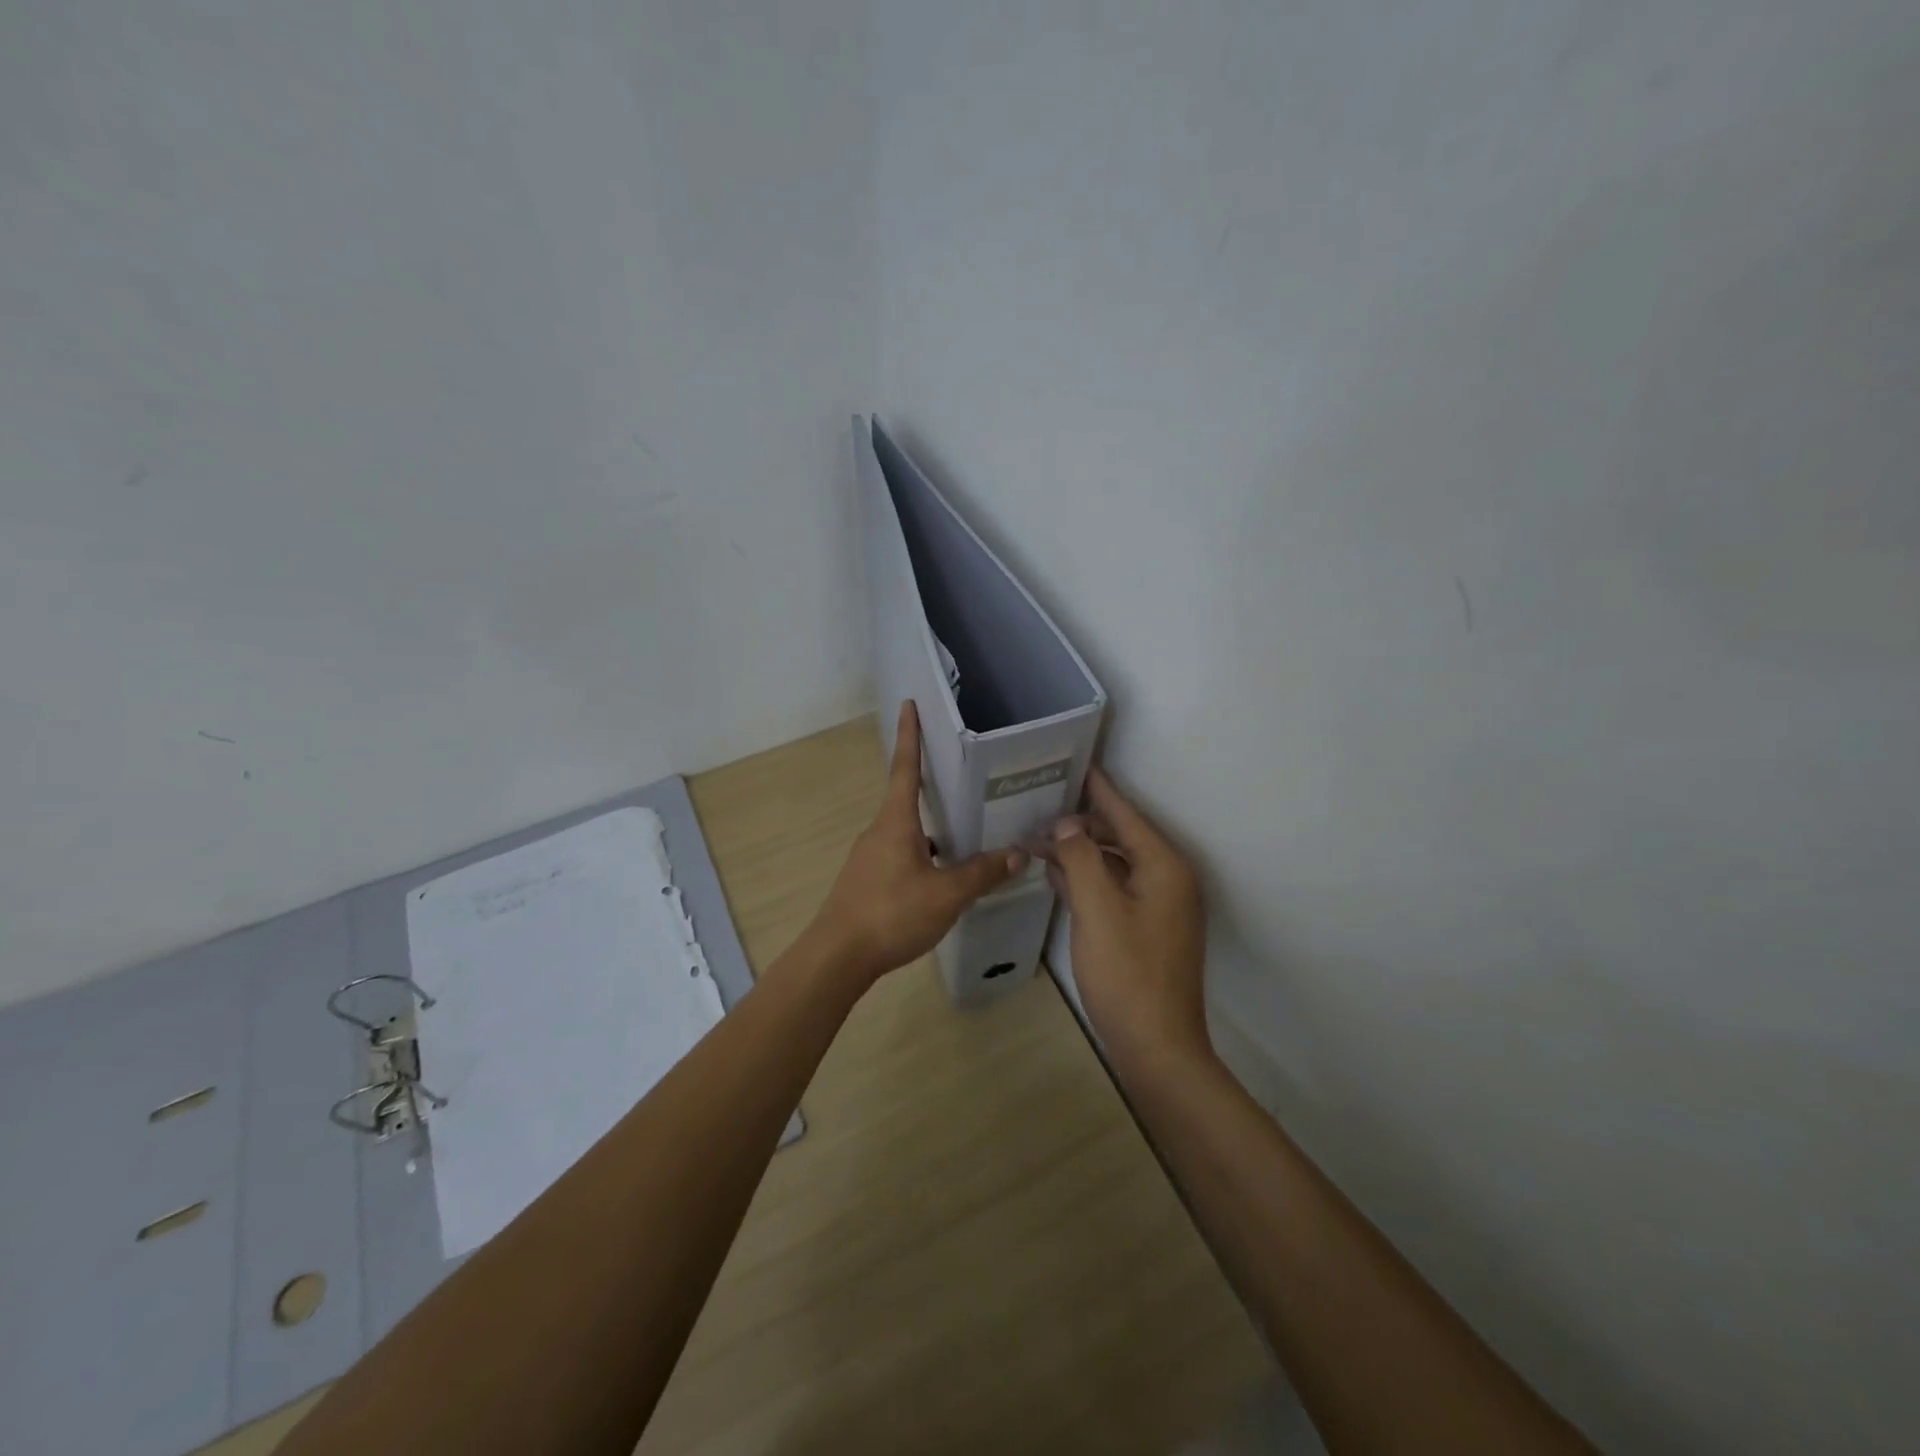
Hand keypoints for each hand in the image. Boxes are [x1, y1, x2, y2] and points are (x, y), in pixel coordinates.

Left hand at [805, 702, 1027, 986]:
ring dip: (931, 827)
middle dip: (931, 783)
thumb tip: (1019, 853)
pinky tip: (942, 875)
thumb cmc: (890, 914)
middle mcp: (880, 831)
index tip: (909, 704)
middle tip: (963, 774)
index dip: (910, 735)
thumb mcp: (946, 894)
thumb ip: (982, 873)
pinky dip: (923, 854)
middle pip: (907, 798)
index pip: (905, 768)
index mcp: (896, 822)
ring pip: (906, 831)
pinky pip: (901, 854)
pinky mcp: (867, 881)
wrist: (837, 957)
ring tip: (965, 830)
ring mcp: (870, 857)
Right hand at [1047, 769, 1212, 1071]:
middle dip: (1079, 825)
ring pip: (1115, 864)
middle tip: (1037, 813)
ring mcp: (1160, 906)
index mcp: (1163, 866)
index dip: (1097, 788)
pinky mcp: (1148, 928)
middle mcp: (1168, 878)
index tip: (1072, 761)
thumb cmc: (1127, 973)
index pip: (1125, 813)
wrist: (1157, 1048)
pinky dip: (1089, 880)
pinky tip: (1057, 876)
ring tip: (1039, 840)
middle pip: (1120, 836)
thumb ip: (1081, 859)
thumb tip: (1068, 824)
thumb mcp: (1098, 909)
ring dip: (1080, 853)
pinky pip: (1115, 889)